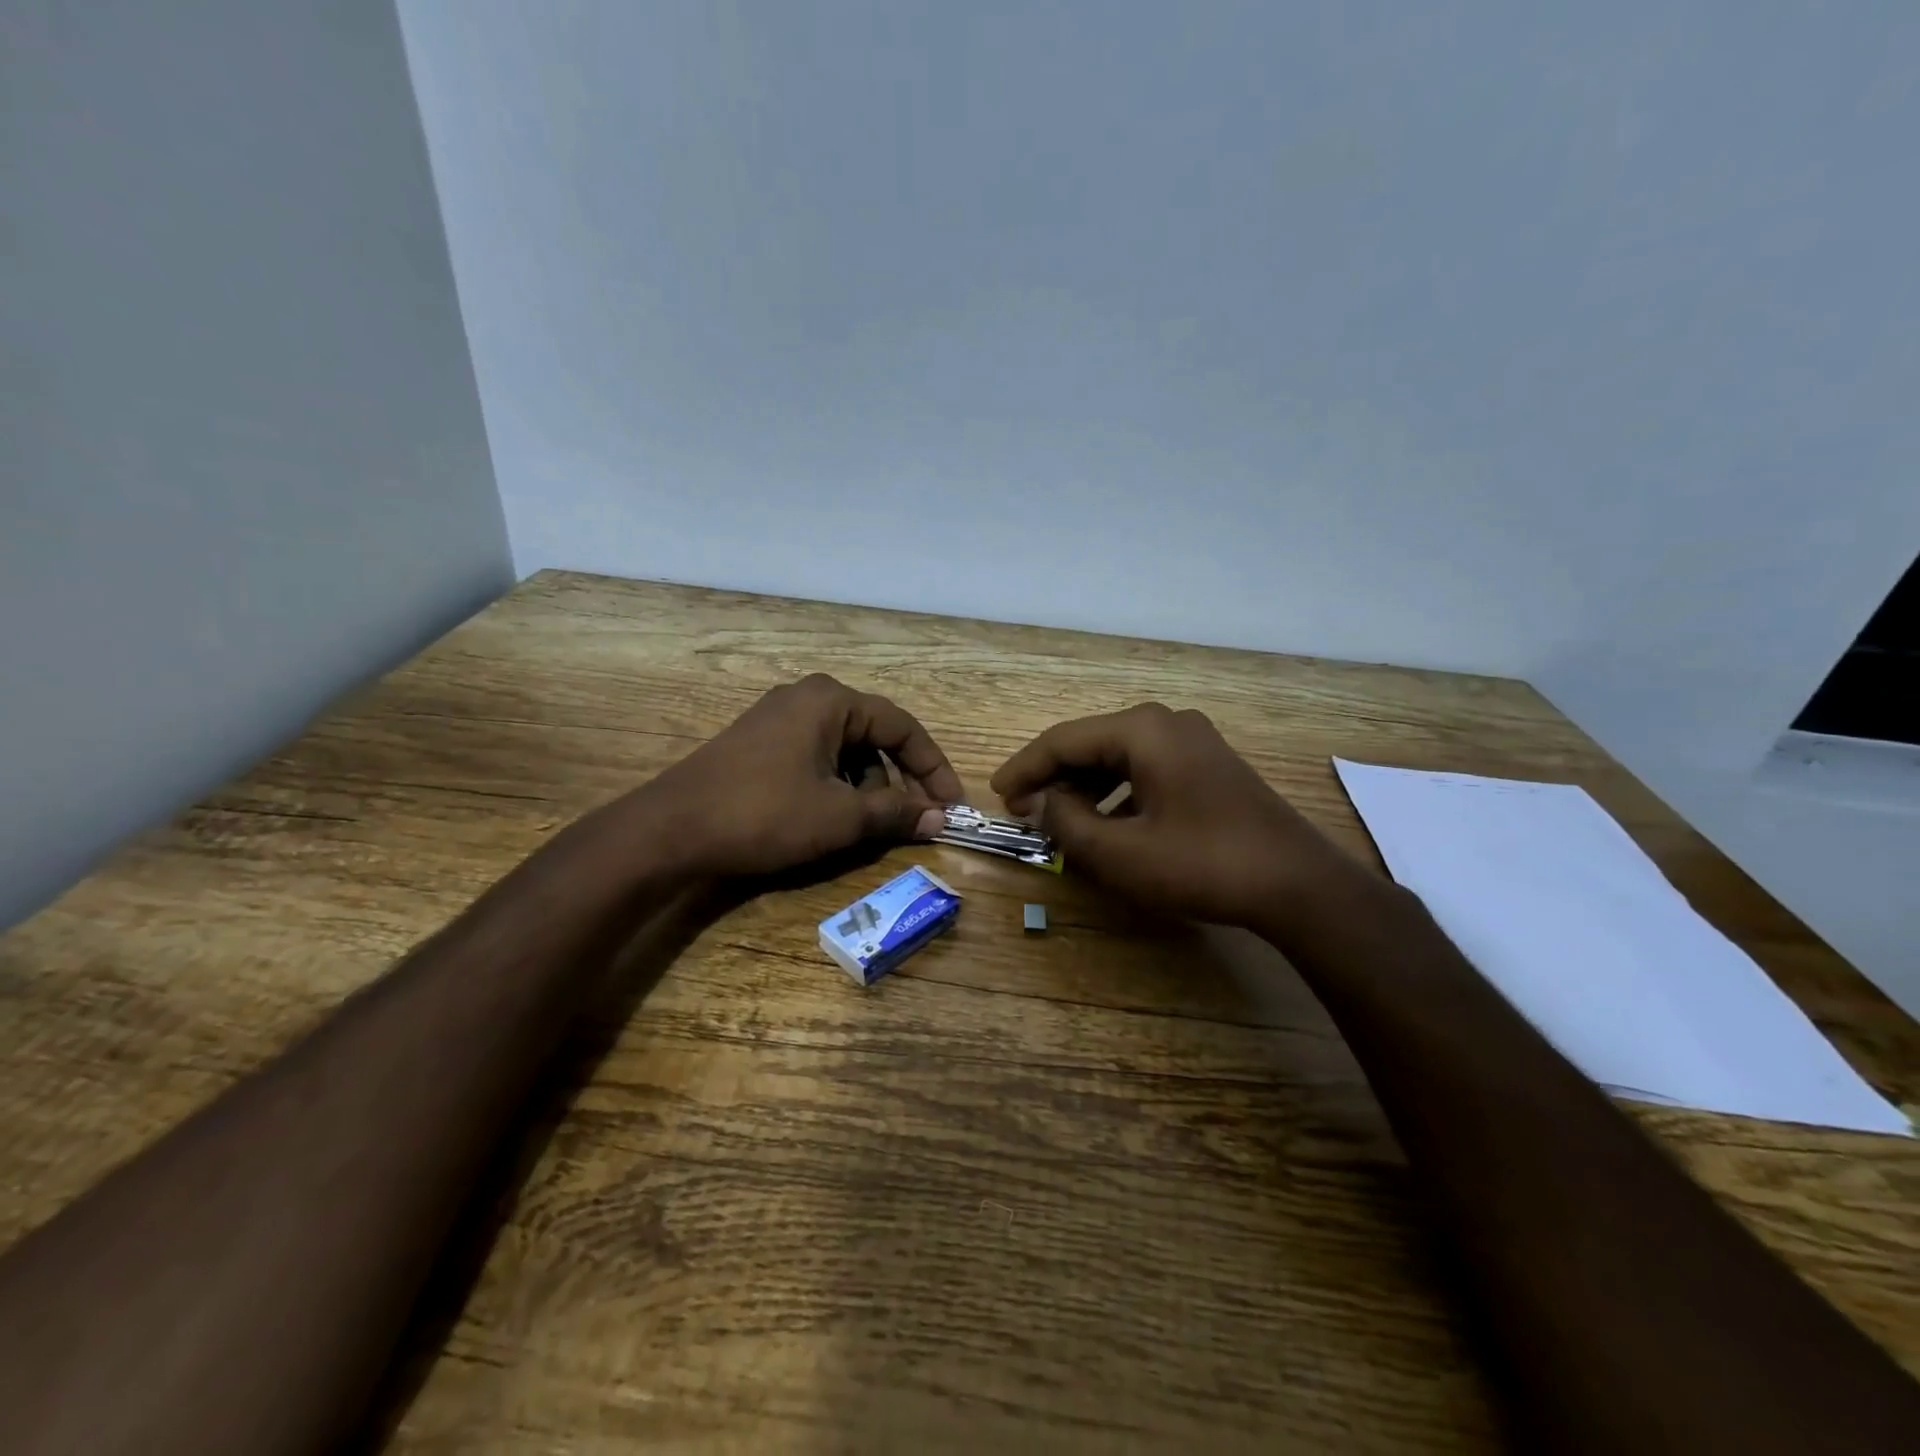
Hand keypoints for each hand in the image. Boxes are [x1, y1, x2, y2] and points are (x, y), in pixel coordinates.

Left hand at [639, 674, 963, 876]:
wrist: (671, 829)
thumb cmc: (765, 814)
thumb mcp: (840, 817)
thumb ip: (895, 813)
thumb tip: (939, 818)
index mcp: (832, 700)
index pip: (903, 726)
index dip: (933, 767)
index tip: (951, 805)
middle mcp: (807, 698)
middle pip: (873, 737)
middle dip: (896, 781)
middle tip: (910, 822)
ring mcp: (778, 718)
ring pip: (844, 751)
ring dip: (864, 788)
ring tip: (863, 827)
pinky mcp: (759, 743)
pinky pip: (815, 758)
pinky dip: (834, 786)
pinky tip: (827, 819)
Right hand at [990, 703, 1358, 927]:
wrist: (1298, 884)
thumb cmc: (1203, 864)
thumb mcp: (1122, 853)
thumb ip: (1069, 824)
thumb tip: (1044, 803)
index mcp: (1142, 730)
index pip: (1063, 741)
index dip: (1025, 769)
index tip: (998, 795)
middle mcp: (1166, 722)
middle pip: (1091, 744)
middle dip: (1054, 778)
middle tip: (1025, 812)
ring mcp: (1193, 740)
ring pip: (1118, 757)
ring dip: (1084, 787)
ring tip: (1060, 820)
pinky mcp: (1208, 764)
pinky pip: (1145, 768)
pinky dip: (1117, 792)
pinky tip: (1108, 821)